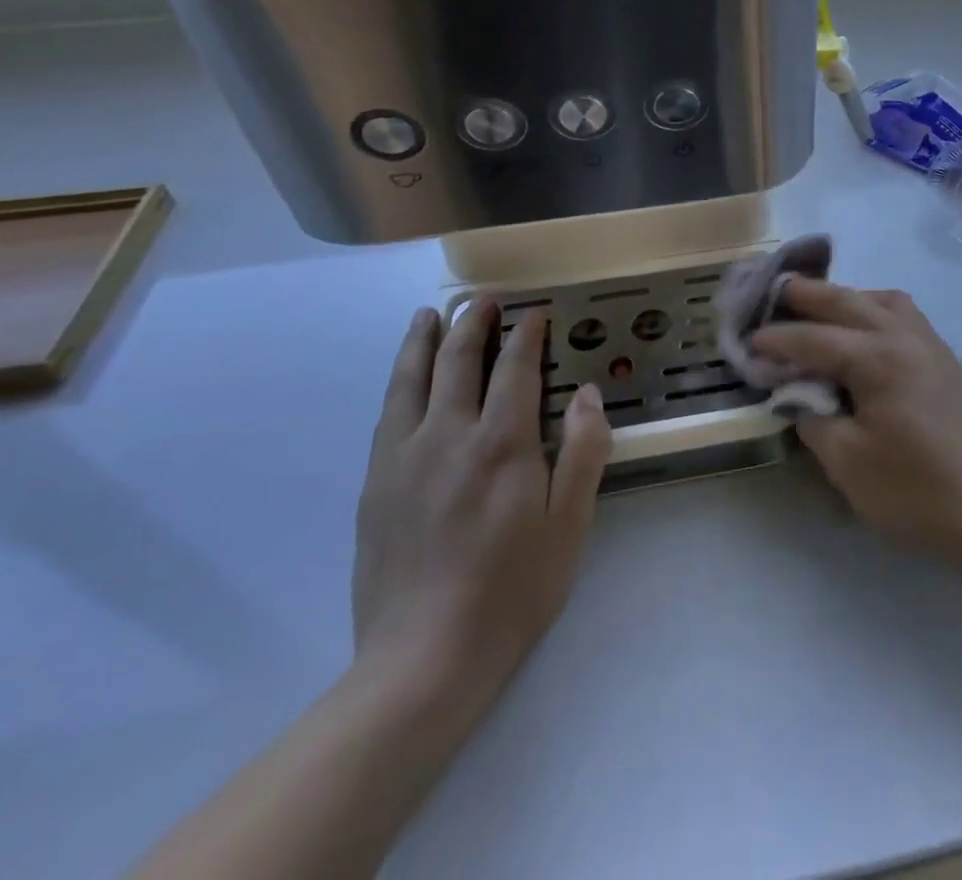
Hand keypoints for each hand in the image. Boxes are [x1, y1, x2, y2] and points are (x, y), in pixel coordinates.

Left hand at [350, 300, 611, 711]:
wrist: (423, 661)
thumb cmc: (512, 590)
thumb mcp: (570, 523)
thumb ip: (583, 450)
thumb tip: (586, 393)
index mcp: (501, 443)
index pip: (514, 367)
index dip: (526, 334)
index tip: (536, 313)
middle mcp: (448, 436)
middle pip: (457, 361)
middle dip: (473, 323)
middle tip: (484, 300)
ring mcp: (403, 459)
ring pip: (411, 380)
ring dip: (423, 341)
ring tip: (429, 315)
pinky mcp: (375, 486)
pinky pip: (388, 416)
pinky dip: (399, 383)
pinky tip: (404, 382)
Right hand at [750, 280, 961, 563]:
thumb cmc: (915, 492)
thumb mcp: (848, 463)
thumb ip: (813, 419)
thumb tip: (798, 395)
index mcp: (879, 358)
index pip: (814, 338)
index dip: (777, 340)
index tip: (747, 342)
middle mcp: (906, 337)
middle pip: (849, 301)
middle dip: (808, 294)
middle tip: (775, 291)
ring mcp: (932, 345)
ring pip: (883, 300)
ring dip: (848, 297)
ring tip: (821, 309)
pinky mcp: (946, 361)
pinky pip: (905, 316)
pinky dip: (876, 310)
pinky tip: (865, 333)